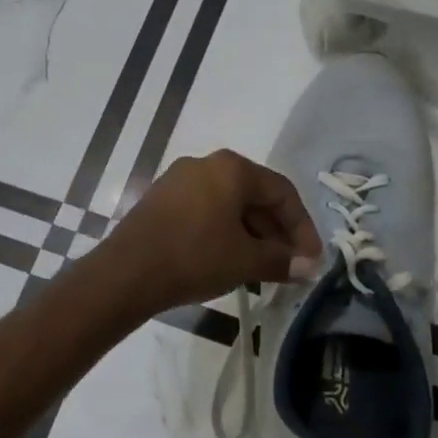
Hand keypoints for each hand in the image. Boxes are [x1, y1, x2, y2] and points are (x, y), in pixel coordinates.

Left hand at [94, 150, 322, 315]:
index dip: (303, 227)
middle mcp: (206, 164)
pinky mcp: (161, 200)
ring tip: (263, 269)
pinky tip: (230, 261)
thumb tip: (309, 267)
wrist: (126, 273)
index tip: (311, 260)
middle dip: (277, 232)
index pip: (282, 192)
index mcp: (232, 168)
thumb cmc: (194, 257)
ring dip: (252, 235)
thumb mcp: (245, 261)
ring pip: (229, 205)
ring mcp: (179, 180)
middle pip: (255, 196)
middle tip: (290, 266)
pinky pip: (205, 211)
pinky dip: (225, 233)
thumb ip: (281, 260)